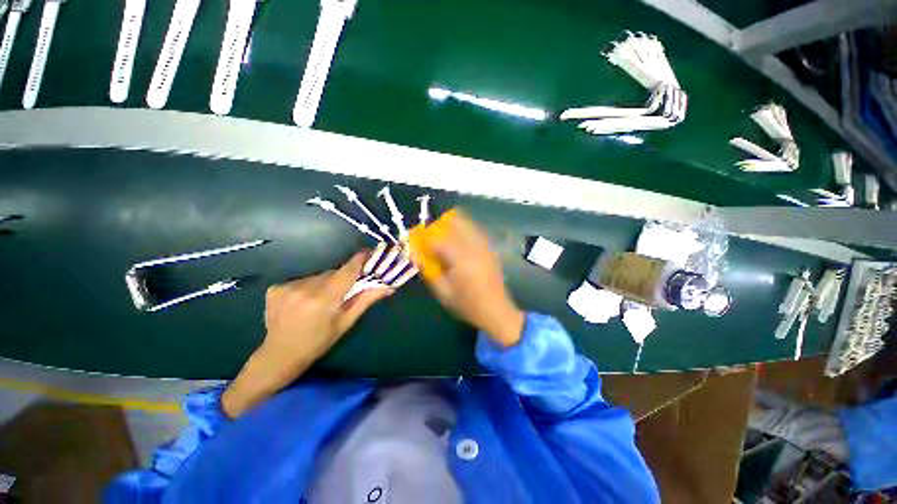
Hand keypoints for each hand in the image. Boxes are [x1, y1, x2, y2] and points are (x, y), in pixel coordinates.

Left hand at [262, 251, 390, 362]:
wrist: (280, 355)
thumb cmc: (319, 342)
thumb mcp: (346, 322)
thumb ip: (366, 300)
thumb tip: (388, 286)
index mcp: (324, 300)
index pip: (347, 271)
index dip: (359, 260)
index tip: (369, 253)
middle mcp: (304, 289)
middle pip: (333, 273)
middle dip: (342, 278)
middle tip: (345, 291)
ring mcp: (286, 287)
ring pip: (318, 276)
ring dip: (325, 283)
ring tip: (322, 300)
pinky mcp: (275, 288)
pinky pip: (303, 280)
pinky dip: (309, 287)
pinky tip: (304, 301)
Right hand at [415, 210, 524, 346]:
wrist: (496, 310)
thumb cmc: (467, 304)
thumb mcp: (443, 292)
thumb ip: (429, 271)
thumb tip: (417, 255)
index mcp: (460, 259)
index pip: (438, 239)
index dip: (425, 238)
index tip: (419, 241)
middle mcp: (473, 247)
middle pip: (456, 222)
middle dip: (441, 225)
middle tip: (433, 236)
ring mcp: (485, 246)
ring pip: (468, 223)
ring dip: (454, 225)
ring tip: (446, 237)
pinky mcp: (491, 248)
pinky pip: (476, 231)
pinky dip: (465, 230)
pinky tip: (461, 243)